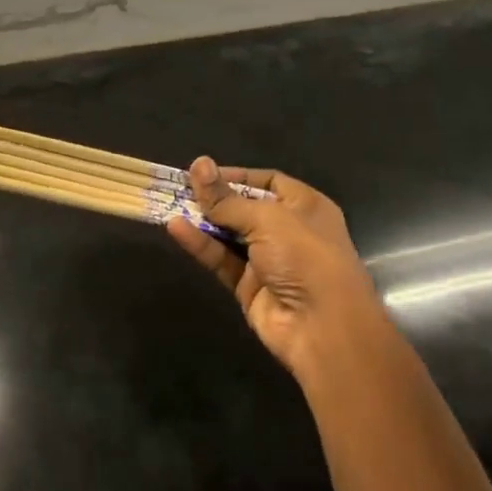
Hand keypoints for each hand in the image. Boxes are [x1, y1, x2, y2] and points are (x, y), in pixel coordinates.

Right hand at [164, 160, 388, 383]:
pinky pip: (220, 260)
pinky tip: (176, 229)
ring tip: (169, 204)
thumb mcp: (267, 219)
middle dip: (213, 198)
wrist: (322, 326)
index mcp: (305, 206)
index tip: (202, 173)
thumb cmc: (305, 257)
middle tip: (178, 187)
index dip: (236, 176)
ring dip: (202, 221)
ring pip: (228, 235)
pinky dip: (200, 245)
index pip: (267, 182)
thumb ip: (227, 199)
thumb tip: (198, 164)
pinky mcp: (248, 285)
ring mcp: (267, 260)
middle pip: (244, 208)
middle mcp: (287, 230)